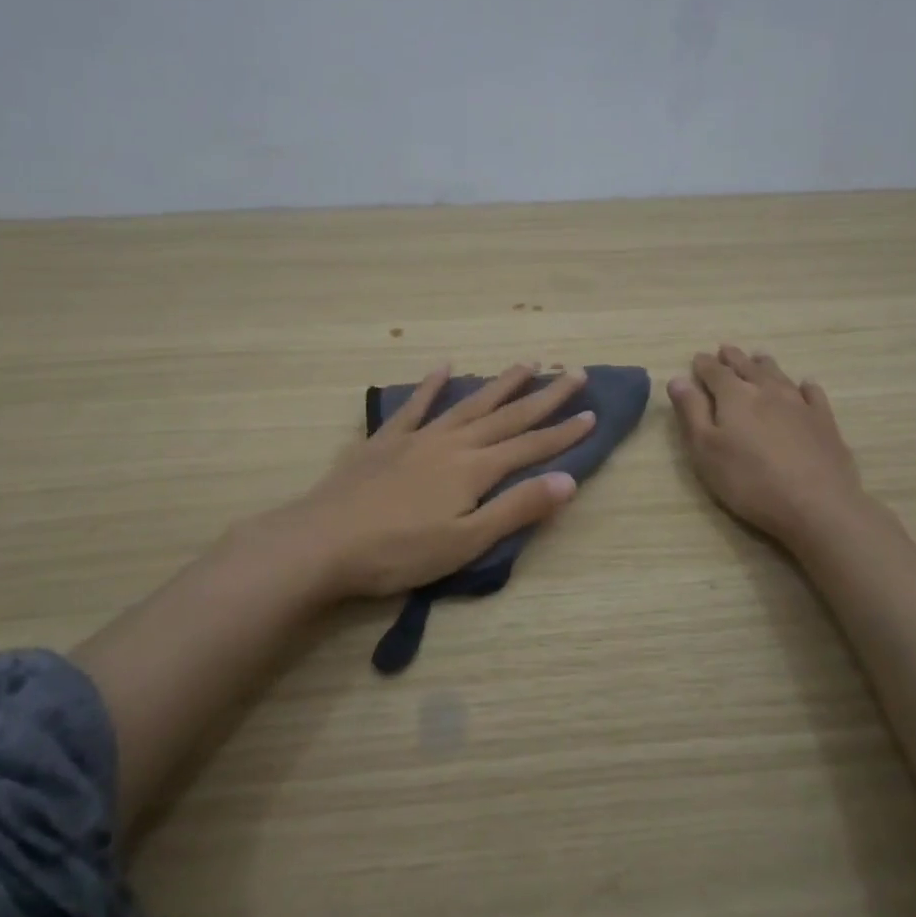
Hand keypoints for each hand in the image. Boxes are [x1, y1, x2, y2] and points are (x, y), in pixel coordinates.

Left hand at [274, 363, 593, 600]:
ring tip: (526, 364)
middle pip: (507, 415)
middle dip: (545, 396)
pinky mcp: (385, 440)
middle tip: (574, 373)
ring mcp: (417, 437)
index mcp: (475, 469)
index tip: (593, 413)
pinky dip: (432, 385)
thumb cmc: (398, 552)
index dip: (564, 432)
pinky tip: (445, 367)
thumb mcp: (466, 542)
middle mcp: (452, 443)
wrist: (322, 542)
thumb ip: (517, 509)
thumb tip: (569, 480)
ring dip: (500, 384)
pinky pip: (415, 405)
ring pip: (469, 403)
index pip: (531, 446)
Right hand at [668, 345, 869, 549]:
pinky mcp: (824, 422)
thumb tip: (677, 379)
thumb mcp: (706, 450)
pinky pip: (813, 394)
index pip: (714, 372)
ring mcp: (799, 404)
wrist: (817, 504)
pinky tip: (805, 386)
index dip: (704, 364)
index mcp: (734, 396)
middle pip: (747, 367)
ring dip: (765, 365)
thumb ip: (691, 412)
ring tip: (758, 357)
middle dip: (733, 358)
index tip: (697, 358)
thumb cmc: (750, 480)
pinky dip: (804, 386)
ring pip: (778, 375)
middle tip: (725, 350)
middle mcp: (767, 390)